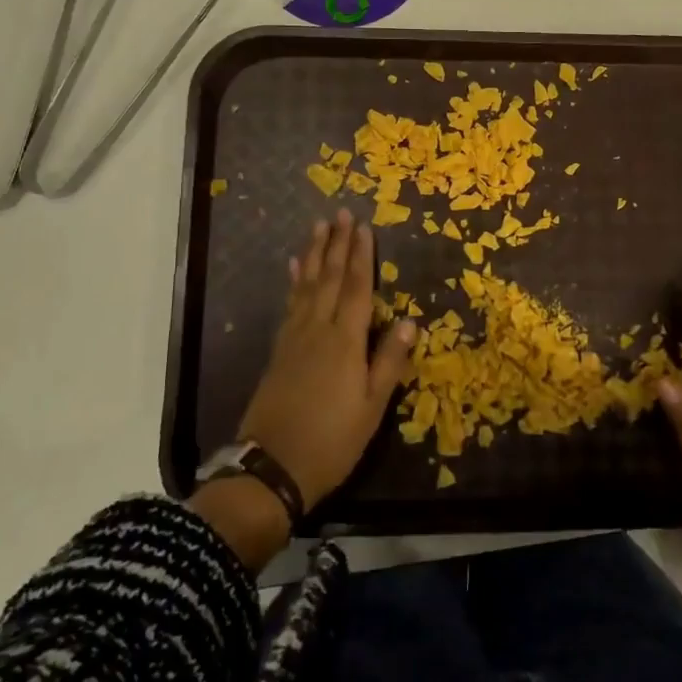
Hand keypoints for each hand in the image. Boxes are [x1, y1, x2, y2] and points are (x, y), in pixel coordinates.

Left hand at [237, 210, 415, 509]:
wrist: (271, 467)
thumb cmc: (332, 440)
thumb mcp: (371, 407)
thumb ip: (389, 362)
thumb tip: (409, 321)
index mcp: (344, 342)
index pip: (356, 288)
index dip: (361, 256)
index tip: (363, 226)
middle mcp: (317, 330)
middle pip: (328, 278)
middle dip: (336, 244)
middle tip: (340, 213)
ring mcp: (294, 338)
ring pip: (305, 286)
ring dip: (313, 254)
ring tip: (317, 228)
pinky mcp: (278, 351)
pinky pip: (289, 304)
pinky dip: (293, 282)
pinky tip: (292, 269)